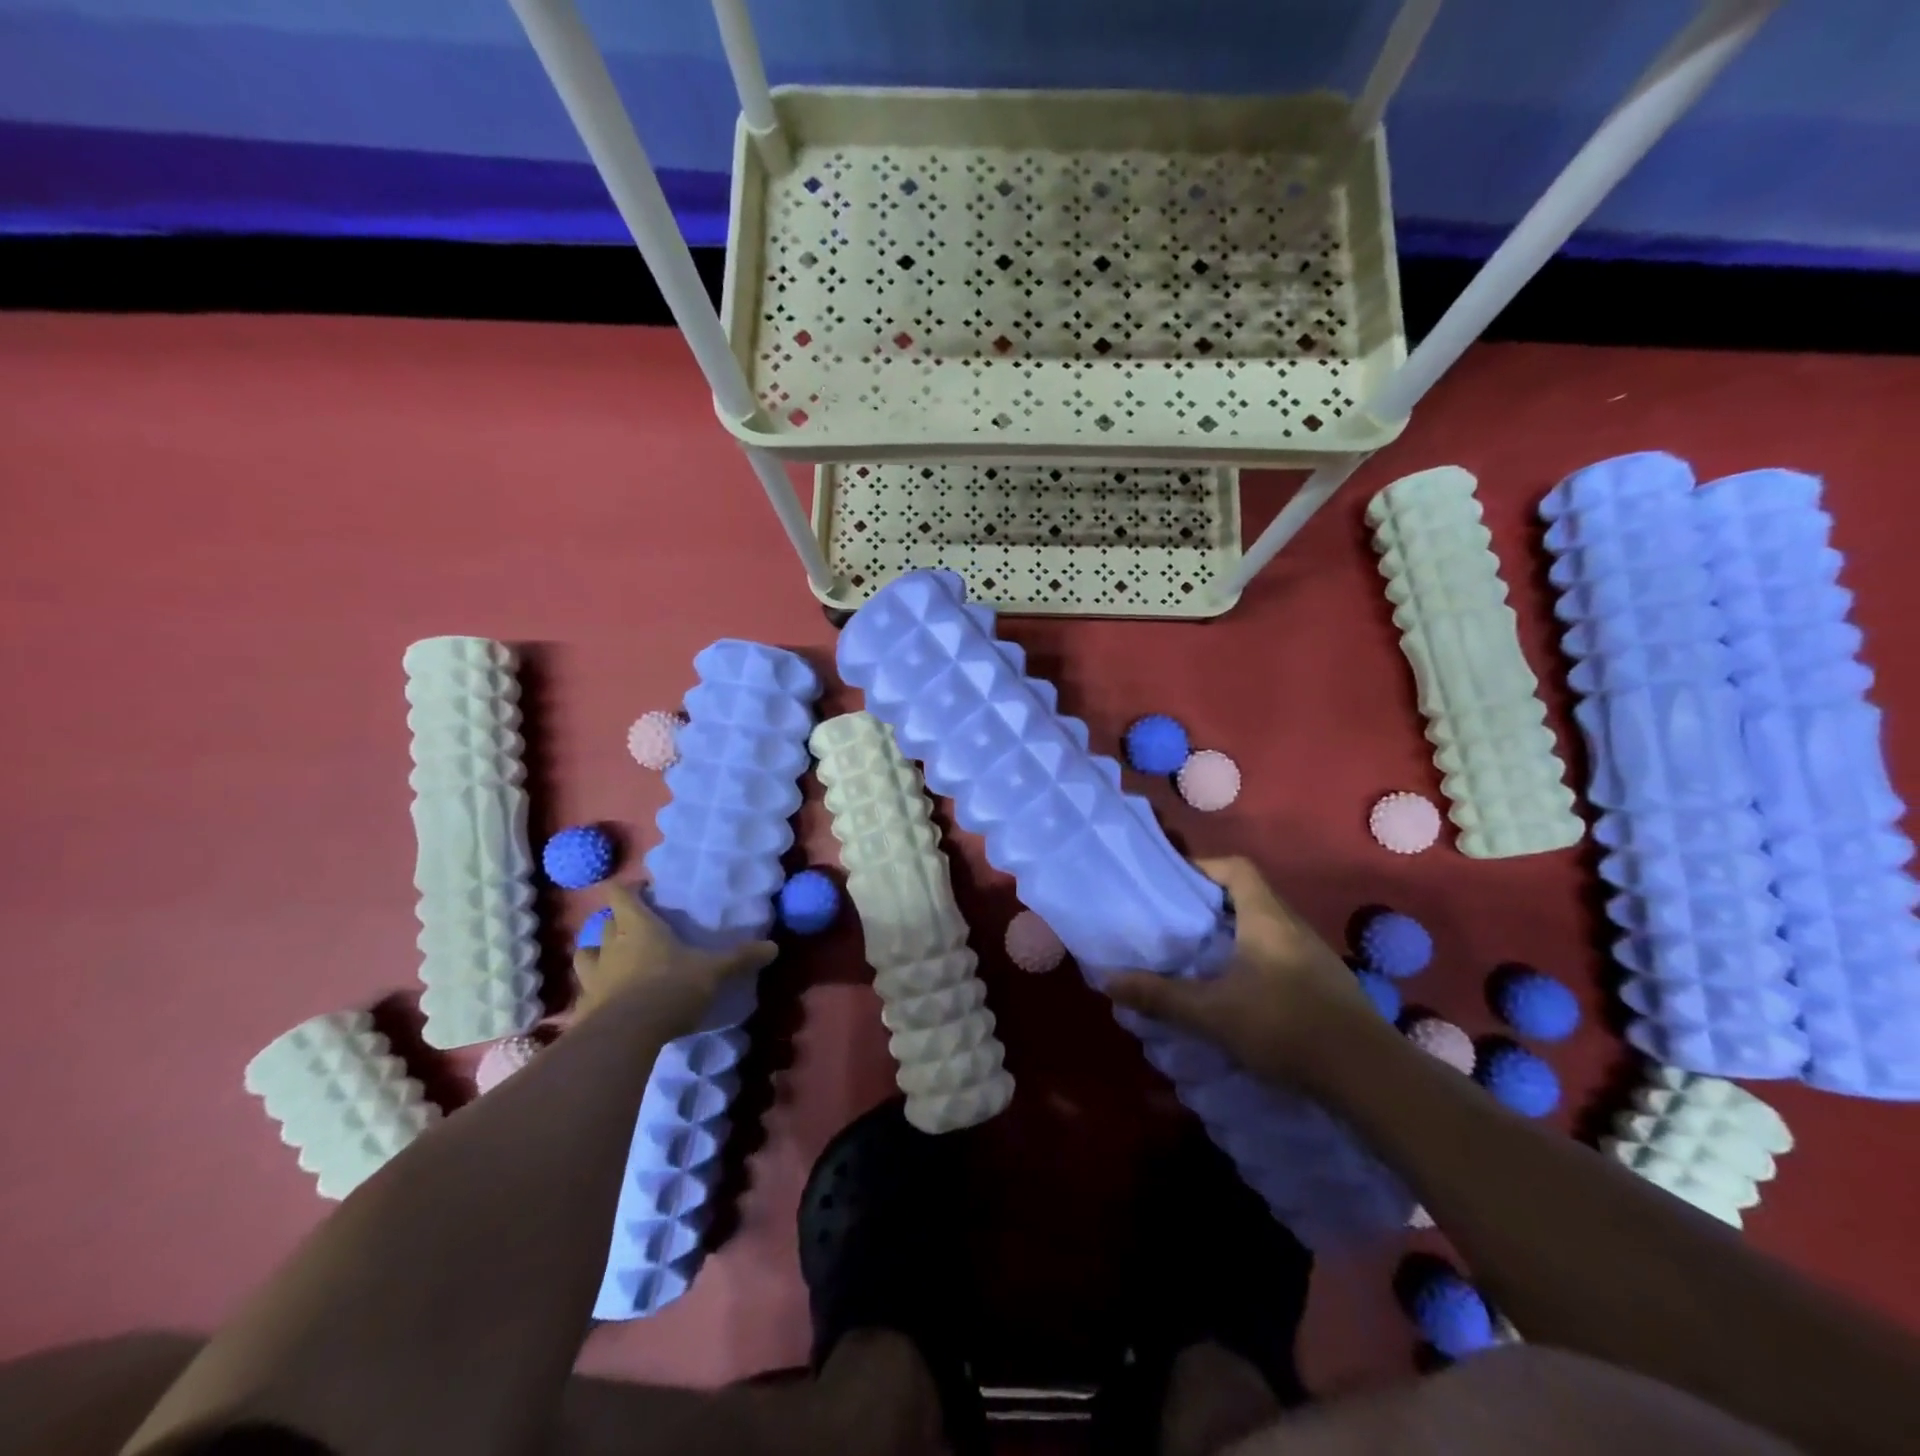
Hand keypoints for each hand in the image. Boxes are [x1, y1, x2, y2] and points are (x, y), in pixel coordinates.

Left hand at [571, 884, 775, 1028]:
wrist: (626, 1035)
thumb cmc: (670, 988)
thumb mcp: (713, 972)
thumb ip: (739, 958)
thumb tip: (773, 947)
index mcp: (638, 926)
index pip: (620, 894)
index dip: (628, 888)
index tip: (643, 890)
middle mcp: (610, 945)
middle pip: (604, 923)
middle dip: (615, 922)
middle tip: (634, 928)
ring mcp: (592, 977)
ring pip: (585, 955)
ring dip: (595, 954)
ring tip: (611, 961)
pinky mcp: (583, 1008)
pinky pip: (584, 994)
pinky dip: (592, 994)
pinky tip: (603, 1003)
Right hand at [1105, 857, 1375, 1087]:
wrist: (1368, 1077)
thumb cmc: (1285, 1028)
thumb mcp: (1212, 1014)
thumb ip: (1160, 997)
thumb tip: (1108, 982)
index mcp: (1266, 918)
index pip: (1236, 868)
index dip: (1204, 867)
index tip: (1173, 884)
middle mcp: (1292, 926)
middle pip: (1249, 895)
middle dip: (1211, 903)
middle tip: (1176, 922)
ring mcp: (1314, 955)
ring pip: (1266, 926)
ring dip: (1234, 933)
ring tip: (1199, 955)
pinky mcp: (1325, 984)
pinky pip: (1280, 953)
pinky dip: (1254, 958)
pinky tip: (1238, 990)